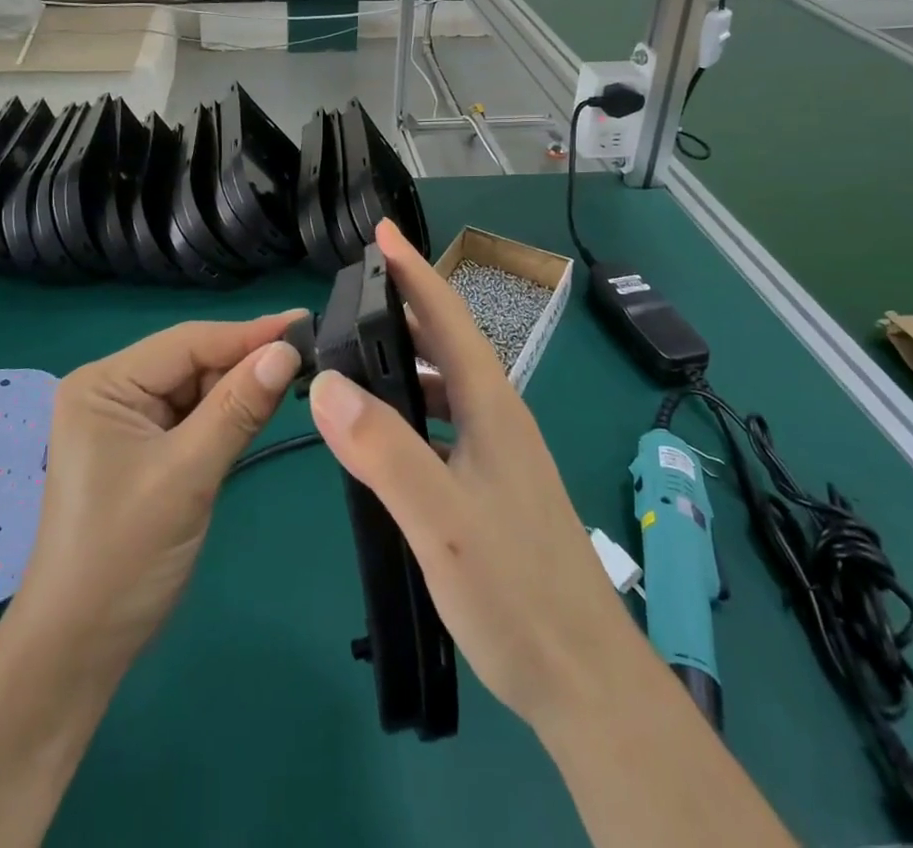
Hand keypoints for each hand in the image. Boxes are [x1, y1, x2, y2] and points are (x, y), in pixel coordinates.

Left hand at [9, 313, 303, 668]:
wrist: (78, 649)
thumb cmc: (124, 556)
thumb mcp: (187, 475)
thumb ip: (238, 409)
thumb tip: (287, 352)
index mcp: (104, 384)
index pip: (188, 342)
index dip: (248, 333)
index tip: (305, 323)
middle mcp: (112, 390)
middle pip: (192, 360)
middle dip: (245, 362)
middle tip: (310, 357)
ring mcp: (126, 420)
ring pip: (197, 387)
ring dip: (239, 388)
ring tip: (294, 377)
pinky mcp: (143, 447)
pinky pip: (193, 416)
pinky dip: (226, 415)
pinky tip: (259, 409)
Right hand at [307, 220, 646, 734]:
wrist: (585, 681)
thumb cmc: (515, 593)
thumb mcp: (440, 520)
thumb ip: (382, 450)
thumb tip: (327, 382)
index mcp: (492, 407)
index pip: (448, 318)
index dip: (414, 271)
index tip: (382, 232)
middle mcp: (500, 418)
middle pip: (449, 344)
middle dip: (404, 308)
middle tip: (353, 293)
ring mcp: (501, 455)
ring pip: (448, 387)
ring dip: (406, 362)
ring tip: (357, 360)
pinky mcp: (496, 488)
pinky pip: (446, 425)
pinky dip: (412, 410)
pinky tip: (386, 438)